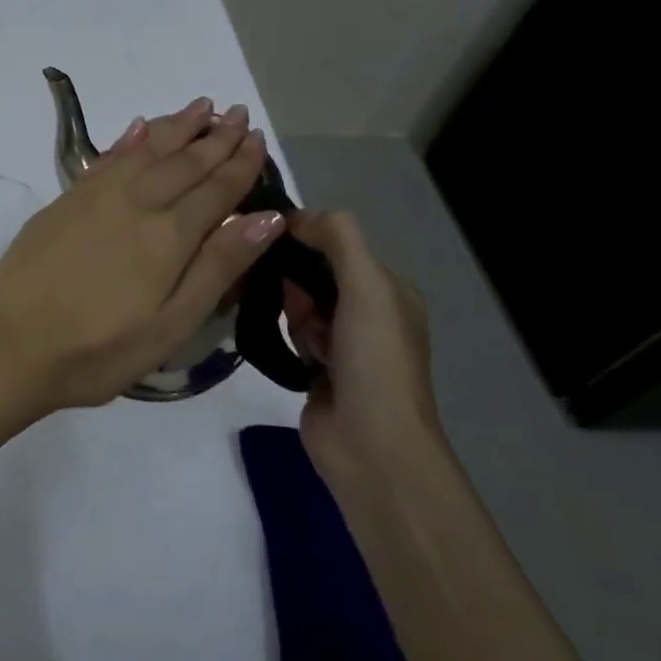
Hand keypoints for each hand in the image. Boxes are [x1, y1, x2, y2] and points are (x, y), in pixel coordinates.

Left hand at [0, 96, 286, 410]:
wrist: (10, 344)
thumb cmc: (99, 349)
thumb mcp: (171, 325)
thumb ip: (218, 266)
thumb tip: (267, 216)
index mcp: (168, 234)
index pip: (216, 188)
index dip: (241, 163)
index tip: (259, 138)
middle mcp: (136, 201)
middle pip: (184, 161)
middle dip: (215, 137)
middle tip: (238, 112)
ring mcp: (96, 196)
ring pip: (146, 149)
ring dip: (176, 126)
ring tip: (201, 107)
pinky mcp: (65, 200)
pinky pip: (107, 157)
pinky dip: (129, 139)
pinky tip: (139, 128)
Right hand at [281, 211, 442, 481]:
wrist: (371, 445)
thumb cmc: (374, 359)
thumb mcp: (367, 285)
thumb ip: (338, 238)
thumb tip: (294, 215)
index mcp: (391, 291)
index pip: (341, 244)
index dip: (308, 236)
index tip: (270, 235)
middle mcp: (370, 314)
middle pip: (317, 273)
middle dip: (297, 278)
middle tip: (285, 293)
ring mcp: (344, 346)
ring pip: (301, 304)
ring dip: (293, 310)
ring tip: (298, 333)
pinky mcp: (318, 371)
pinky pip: (292, 335)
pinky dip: (287, 335)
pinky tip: (288, 346)